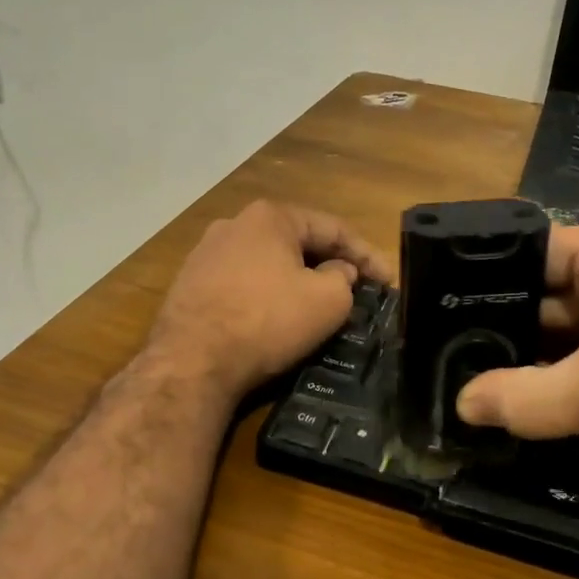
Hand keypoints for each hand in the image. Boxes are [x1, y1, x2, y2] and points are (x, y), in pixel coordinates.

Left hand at [147, 200, 392, 397]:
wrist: (191, 361)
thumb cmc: (266, 321)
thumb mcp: (326, 301)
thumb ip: (343, 279)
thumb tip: (337, 272)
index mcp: (270, 217)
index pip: (332, 229)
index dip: (367, 255)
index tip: (388, 282)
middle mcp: (234, 224)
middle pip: (297, 242)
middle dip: (330, 265)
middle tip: (356, 291)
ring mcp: (206, 253)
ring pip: (267, 263)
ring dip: (296, 280)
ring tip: (318, 305)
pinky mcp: (190, 284)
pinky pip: (242, 283)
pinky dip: (266, 295)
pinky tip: (274, 317)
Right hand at [454, 214, 578, 499]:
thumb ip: (527, 399)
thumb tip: (460, 405)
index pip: (528, 252)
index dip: (481, 285)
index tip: (437, 322)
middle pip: (546, 293)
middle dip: (505, 330)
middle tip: (449, 364)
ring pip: (571, 329)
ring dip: (536, 360)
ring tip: (476, 386)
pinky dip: (569, 377)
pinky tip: (531, 403)